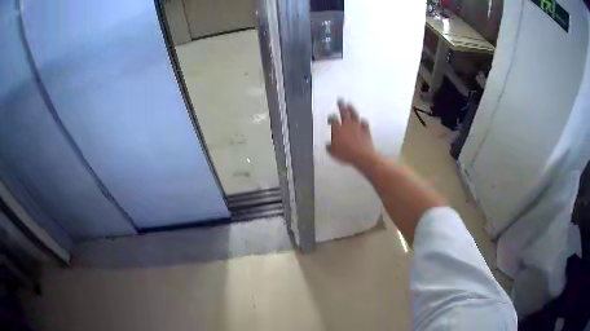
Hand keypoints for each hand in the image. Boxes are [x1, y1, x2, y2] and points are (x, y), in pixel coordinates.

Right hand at [327, 99, 377, 168]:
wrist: (362, 156)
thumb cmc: (347, 154)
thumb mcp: (333, 152)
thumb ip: (330, 146)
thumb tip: (328, 145)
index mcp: (338, 128)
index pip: (333, 119)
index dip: (331, 118)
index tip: (330, 118)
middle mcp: (347, 125)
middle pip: (344, 112)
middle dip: (341, 105)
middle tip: (340, 100)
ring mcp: (357, 126)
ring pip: (354, 114)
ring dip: (351, 108)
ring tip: (349, 104)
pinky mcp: (365, 130)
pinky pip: (364, 122)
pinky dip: (362, 120)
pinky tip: (362, 120)